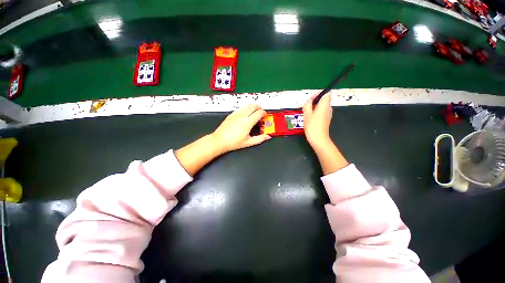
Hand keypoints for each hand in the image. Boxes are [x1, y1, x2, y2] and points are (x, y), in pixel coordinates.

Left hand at [212, 104, 270, 152]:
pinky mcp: (231, 114)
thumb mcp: (248, 142)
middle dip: (259, 107)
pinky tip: (245, 115)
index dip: (264, 113)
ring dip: (252, 107)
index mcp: (247, 122)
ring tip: (254, 113)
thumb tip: (268, 137)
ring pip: (247, 106)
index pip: (259, 113)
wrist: (219, 140)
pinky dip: (246, 109)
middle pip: (253, 106)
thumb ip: (259, 139)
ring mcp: (236, 114)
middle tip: (261, 113)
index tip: (265, 116)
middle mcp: (242, 116)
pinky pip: (241, 108)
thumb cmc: (233, 142)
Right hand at [303, 92, 332, 148]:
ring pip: (321, 107)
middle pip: (322, 100)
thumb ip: (307, 105)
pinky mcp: (326, 119)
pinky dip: (315, 113)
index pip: (326, 93)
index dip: (318, 94)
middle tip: (306, 108)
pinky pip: (321, 112)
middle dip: (314, 102)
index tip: (311, 99)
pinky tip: (310, 119)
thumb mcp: (307, 114)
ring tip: (306, 114)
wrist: (318, 139)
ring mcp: (328, 114)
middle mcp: (328, 108)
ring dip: (313, 108)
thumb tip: (308, 102)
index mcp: (324, 105)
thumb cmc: (312, 126)